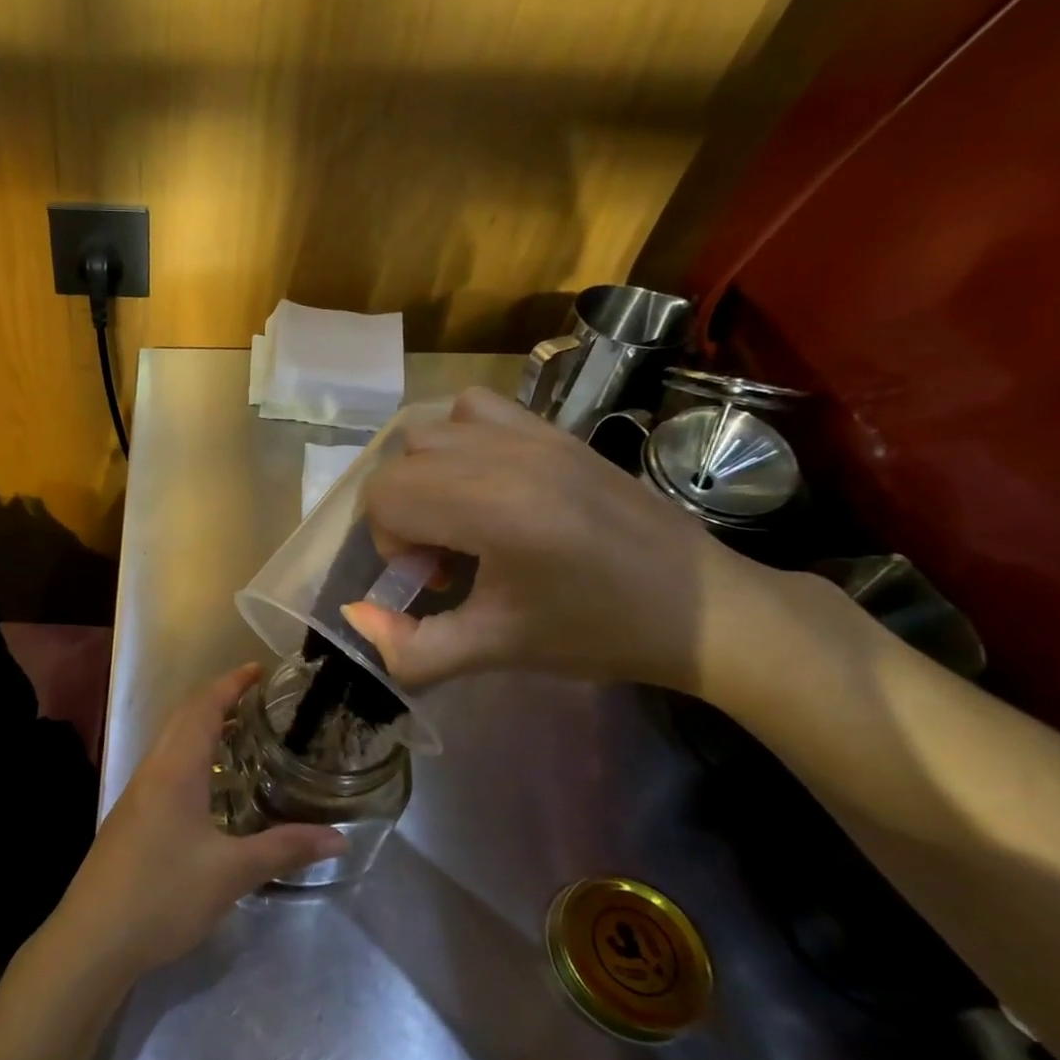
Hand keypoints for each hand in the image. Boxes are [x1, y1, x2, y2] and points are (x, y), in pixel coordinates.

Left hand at [52, 666, 347, 978]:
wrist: (92, 938)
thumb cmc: (163, 894)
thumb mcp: (231, 873)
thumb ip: (285, 850)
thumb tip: (340, 838)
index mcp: (176, 769)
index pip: (204, 708)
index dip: (230, 684)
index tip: (258, 669)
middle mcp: (153, 770)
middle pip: (184, 717)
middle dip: (217, 698)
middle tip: (256, 697)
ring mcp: (137, 794)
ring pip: (171, 742)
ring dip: (202, 726)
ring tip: (239, 733)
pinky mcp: (130, 817)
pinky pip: (165, 766)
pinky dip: (191, 755)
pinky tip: (209, 786)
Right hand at [343, 386, 757, 690]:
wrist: (704, 608)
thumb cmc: (598, 631)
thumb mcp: (496, 651)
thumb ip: (411, 648)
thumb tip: (355, 617)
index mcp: (492, 508)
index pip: (384, 496)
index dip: (389, 543)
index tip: (433, 579)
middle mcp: (505, 455)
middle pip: (398, 463)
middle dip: (402, 515)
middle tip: (446, 559)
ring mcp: (533, 433)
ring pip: (429, 432)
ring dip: (425, 476)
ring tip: (463, 518)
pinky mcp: (555, 429)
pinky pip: (475, 408)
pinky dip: (459, 440)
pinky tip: (487, 482)